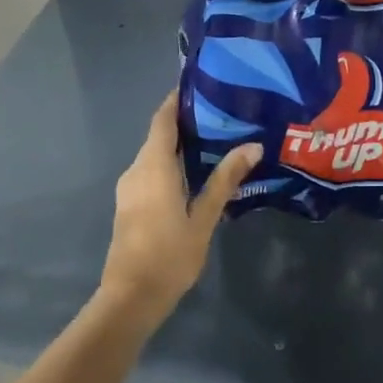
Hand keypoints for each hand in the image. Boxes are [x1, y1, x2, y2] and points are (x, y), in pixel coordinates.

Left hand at [101, 92, 260, 322]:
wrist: (131, 296)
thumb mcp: (204, 218)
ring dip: (179, 146)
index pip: (162, 120)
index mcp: (153, 167)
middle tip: (222, 115)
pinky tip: (196, 174)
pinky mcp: (130, 204)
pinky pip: (151, 172)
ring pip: (154, 156)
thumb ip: (225, 180)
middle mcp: (136, 170)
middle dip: (185, 123)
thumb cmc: (170, 255)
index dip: (176, 100)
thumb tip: (252, 146)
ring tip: (215, 141)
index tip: (200, 85)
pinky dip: (171, 164)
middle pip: (158, 136)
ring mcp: (129, 188)